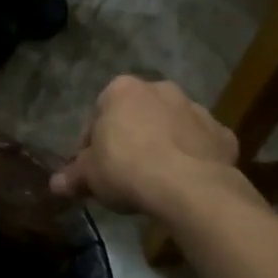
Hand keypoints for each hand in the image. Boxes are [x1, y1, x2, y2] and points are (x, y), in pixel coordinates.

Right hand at [51, 76, 250, 216]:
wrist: (189, 187)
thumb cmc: (127, 169)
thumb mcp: (90, 176)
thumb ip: (72, 176)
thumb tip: (54, 185)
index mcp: (121, 90)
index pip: (98, 116)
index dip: (92, 145)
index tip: (93, 169)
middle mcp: (160, 89)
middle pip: (137, 115)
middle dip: (130, 138)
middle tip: (124, 173)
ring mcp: (195, 109)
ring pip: (171, 126)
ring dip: (164, 144)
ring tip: (156, 179)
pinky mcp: (222, 134)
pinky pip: (201, 144)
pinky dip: (194, 157)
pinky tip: (186, 181)